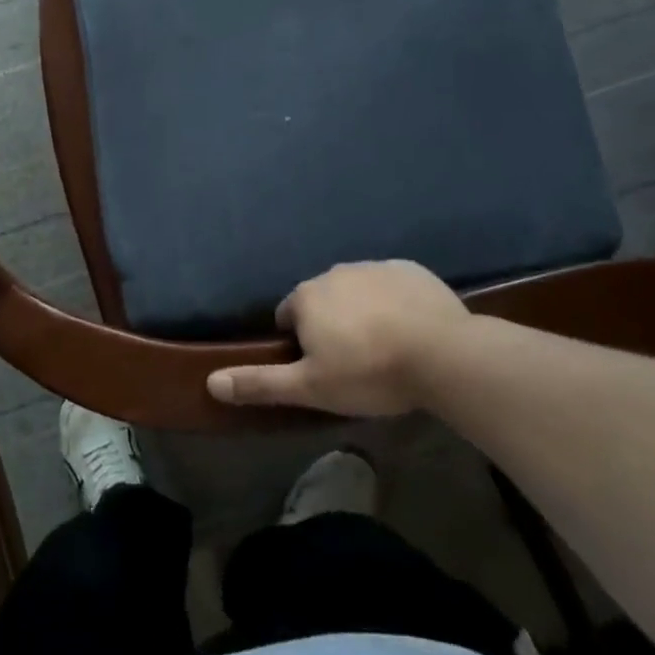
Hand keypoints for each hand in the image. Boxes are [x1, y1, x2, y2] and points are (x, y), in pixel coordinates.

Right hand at [206, 261, 468, 416]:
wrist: (444, 355)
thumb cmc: (369, 372)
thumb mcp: (310, 388)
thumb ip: (260, 382)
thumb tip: (210, 382)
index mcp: (306, 297)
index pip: (288, 316)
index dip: (300, 344)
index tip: (322, 368)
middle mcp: (334, 273)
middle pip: (322, 301)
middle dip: (330, 325)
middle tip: (354, 362)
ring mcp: (374, 267)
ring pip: (356, 291)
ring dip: (361, 312)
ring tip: (385, 348)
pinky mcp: (410, 270)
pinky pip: (391, 285)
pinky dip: (393, 302)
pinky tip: (410, 330)